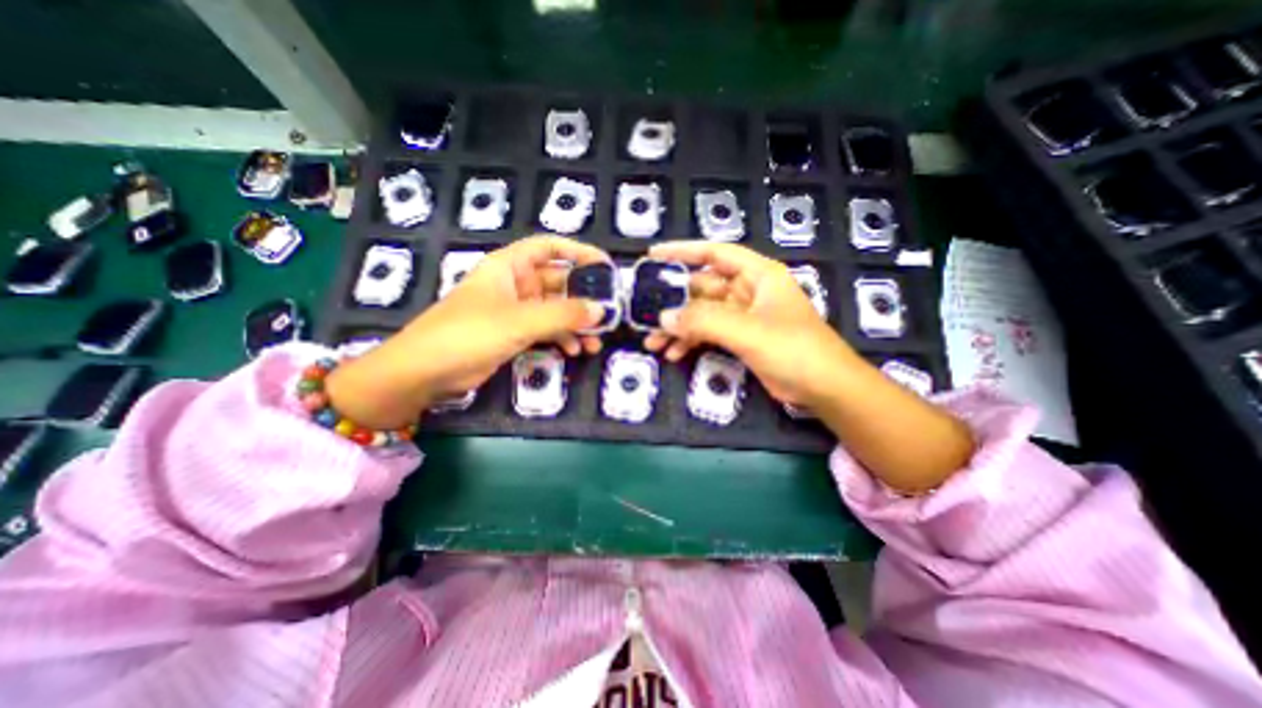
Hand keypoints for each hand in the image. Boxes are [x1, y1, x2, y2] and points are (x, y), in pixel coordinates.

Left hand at [322, 235, 602, 428]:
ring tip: (596, 340)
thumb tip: (602, 310)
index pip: (549, 247)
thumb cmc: (469, 333)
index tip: (604, 266)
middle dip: (583, 298)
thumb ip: (563, 315)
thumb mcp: (519, 321)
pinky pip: (546, 330)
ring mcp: (515, 311)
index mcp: (510, 266)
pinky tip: (575, 351)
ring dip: (576, 323)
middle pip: (558, 282)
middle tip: (608, 313)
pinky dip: (562, 338)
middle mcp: (514, 284)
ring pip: (555, 310)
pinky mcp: (514, 334)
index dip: (578, 252)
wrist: (425, 372)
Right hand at [646, 240, 861, 410]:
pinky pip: (709, 334)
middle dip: (674, 303)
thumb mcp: (746, 331)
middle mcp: (748, 290)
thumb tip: (663, 318)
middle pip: (702, 288)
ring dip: (679, 327)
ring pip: (702, 314)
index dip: (683, 251)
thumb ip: (703, 321)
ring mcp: (743, 316)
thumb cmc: (793, 349)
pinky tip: (674, 354)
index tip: (654, 255)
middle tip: (645, 313)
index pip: (715, 253)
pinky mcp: (740, 338)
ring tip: (654, 343)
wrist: (824, 388)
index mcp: (757, 274)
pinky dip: (691, 342)